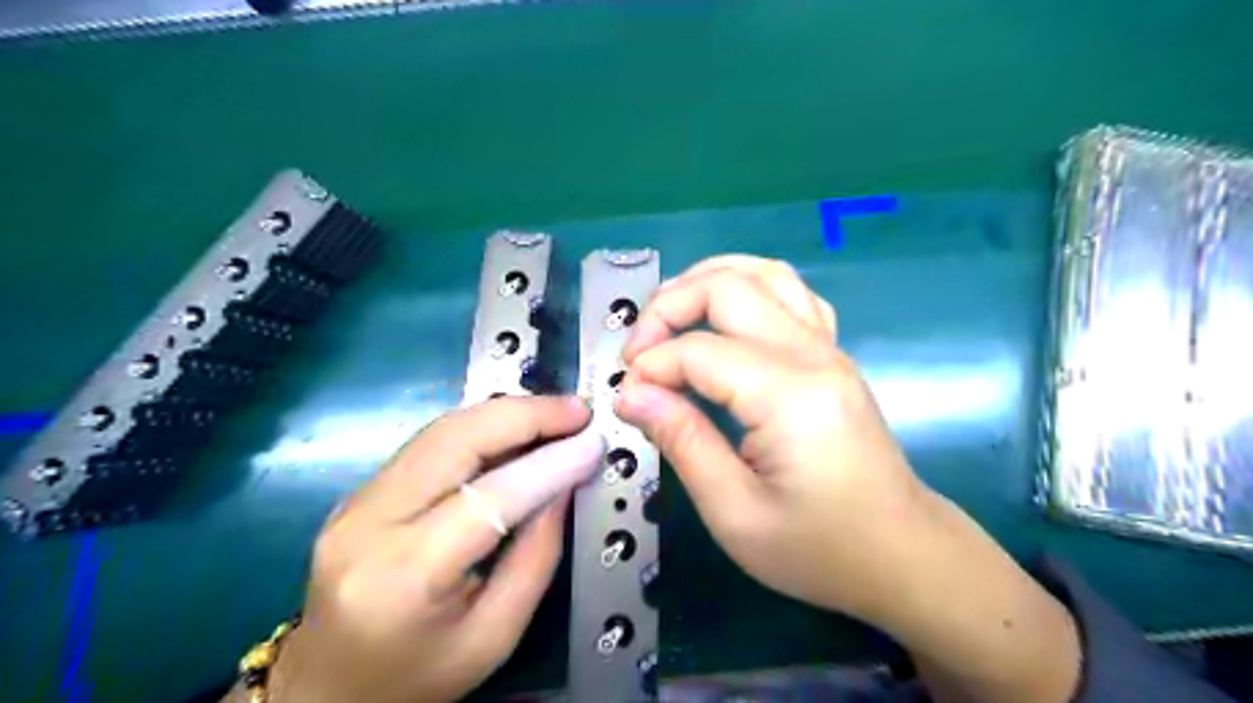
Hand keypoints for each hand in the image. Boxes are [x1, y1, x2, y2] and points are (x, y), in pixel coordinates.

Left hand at [262, 395, 599, 702]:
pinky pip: (431, 442)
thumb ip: (537, 556)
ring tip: (556, 414)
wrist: (325, 692)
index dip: (549, 464)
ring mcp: (356, 500)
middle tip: (577, 411)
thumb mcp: (494, 637)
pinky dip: (482, 426)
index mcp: (403, 576)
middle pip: (455, 440)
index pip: (489, 498)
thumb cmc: (414, 679)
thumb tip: (565, 483)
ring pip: (442, 429)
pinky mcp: (361, 491)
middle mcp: (368, 523)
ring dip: (506, 413)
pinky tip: (516, 429)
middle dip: (525, 415)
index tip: (591, 443)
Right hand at [613, 257, 923, 617]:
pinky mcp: (832, 354)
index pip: (700, 351)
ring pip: (764, 273)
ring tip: (668, 315)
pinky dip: (747, 288)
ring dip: (707, 281)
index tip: (626, 399)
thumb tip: (631, 394)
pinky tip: (723, 318)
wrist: (901, 555)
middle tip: (638, 352)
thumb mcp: (735, 513)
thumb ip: (682, 442)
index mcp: (789, 396)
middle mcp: (813, 354)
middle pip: (729, 287)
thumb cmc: (819, 548)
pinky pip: (790, 294)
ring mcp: (829, 348)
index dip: (651, 367)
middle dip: (668, 307)